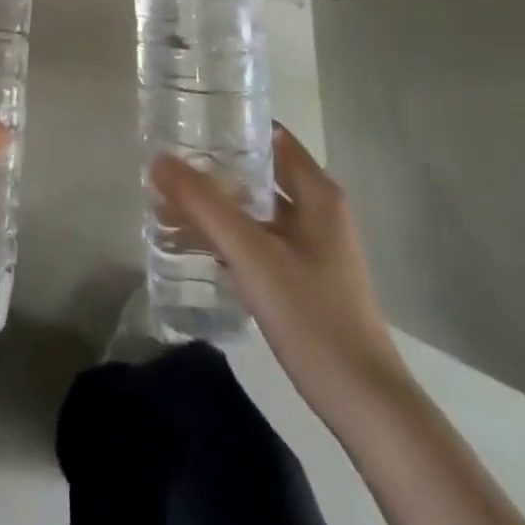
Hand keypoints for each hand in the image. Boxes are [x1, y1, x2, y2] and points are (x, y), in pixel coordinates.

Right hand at [152, 124, 410, 424]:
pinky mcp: (306, 277)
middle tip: (168, 163)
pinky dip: (229, 233)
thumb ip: (204, 205)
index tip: (188, 121)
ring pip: (257, 208)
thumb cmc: (312, 316)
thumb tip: (159, 160)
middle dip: (215, 167)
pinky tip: (195, 244)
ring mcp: (314, 246)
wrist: (365, 404)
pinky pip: (260, 238)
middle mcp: (319, 210)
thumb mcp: (252, 254)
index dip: (231, 124)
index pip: (269, 135)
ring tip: (170, 200)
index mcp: (317, 192)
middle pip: (259, 171)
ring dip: (218, 203)